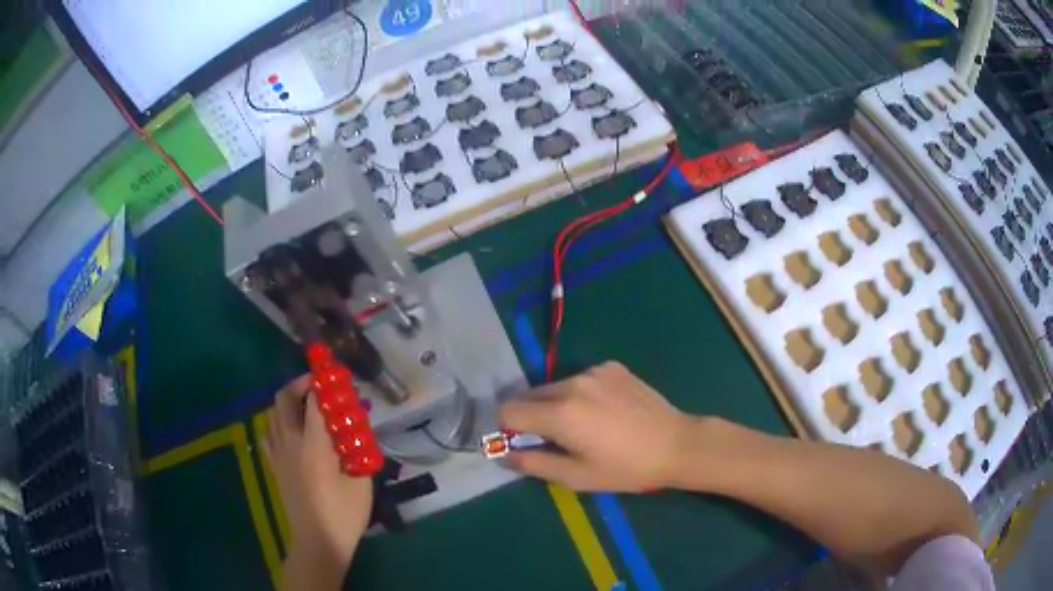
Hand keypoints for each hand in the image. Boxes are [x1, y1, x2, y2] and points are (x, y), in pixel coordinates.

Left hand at [263, 376, 372, 563]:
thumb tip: (354, 424)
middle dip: (299, 384)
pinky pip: (268, 433)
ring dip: (288, 401)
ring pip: (273, 413)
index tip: (334, 373)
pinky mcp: (275, 466)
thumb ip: (356, 447)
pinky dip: (278, 422)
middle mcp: (290, 443)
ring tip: (307, 405)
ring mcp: (278, 454)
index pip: (314, 402)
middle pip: (284, 399)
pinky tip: (291, 430)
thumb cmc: (344, 514)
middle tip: (318, 386)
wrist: (319, 541)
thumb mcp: (360, 480)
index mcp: (314, 446)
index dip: (323, 382)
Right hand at [499, 362, 694, 491]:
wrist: (676, 444)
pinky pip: (581, 379)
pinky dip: (581, 394)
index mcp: (560, 413)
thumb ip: (533, 464)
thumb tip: (504, 455)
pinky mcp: (612, 367)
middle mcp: (572, 383)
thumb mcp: (576, 477)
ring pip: (556, 387)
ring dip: (557, 404)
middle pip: (530, 395)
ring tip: (585, 426)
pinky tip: (606, 412)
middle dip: (531, 416)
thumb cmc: (626, 468)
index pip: (508, 410)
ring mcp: (594, 371)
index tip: (522, 443)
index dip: (507, 428)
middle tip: (555, 440)